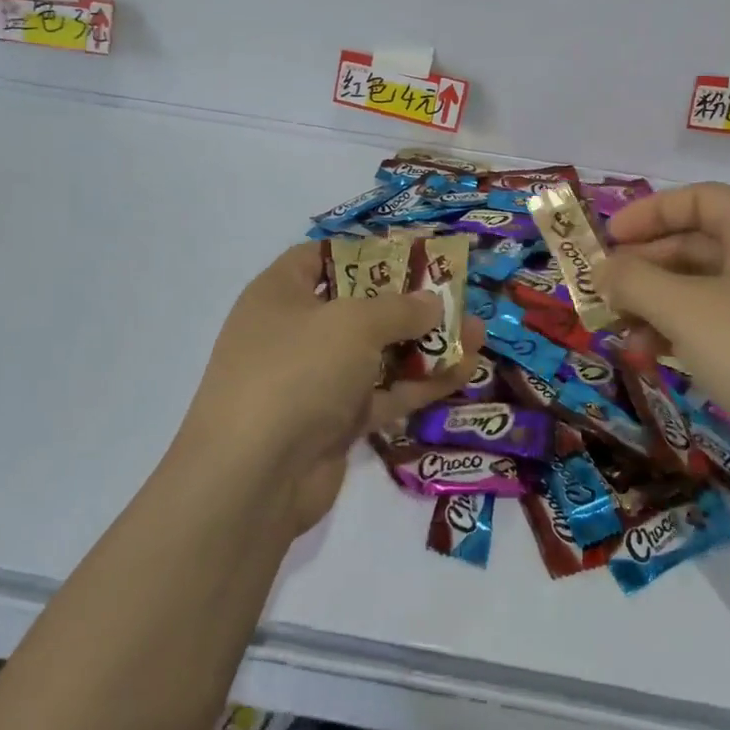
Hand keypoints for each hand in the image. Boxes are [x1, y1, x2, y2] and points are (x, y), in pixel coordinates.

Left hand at [178, 244, 483, 536]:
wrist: (252, 478)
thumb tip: (433, 301)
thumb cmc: (297, 370)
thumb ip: (399, 309)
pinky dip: (419, 384)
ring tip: (477, 332)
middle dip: (408, 302)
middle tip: (455, 294)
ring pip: (376, 354)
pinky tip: (464, 371)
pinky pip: (382, 394)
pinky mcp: (333, 424)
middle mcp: (294, 333)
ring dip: (424, 345)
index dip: (365, 250)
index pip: (320, 257)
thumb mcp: (353, 324)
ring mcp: (314, 381)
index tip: (411, 252)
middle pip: (357, 307)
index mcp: (280, 294)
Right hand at [596, 183, 729, 494]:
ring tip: (620, 334)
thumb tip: (602, 270)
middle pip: (699, 245)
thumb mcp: (685, 311)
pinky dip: (686, 332)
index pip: (699, 200)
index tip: (607, 239)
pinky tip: (654, 358)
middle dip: (646, 268)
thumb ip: (634, 281)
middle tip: (605, 291)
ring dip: (658, 305)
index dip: (648, 213)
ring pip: (707, 289)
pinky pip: (725, 323)